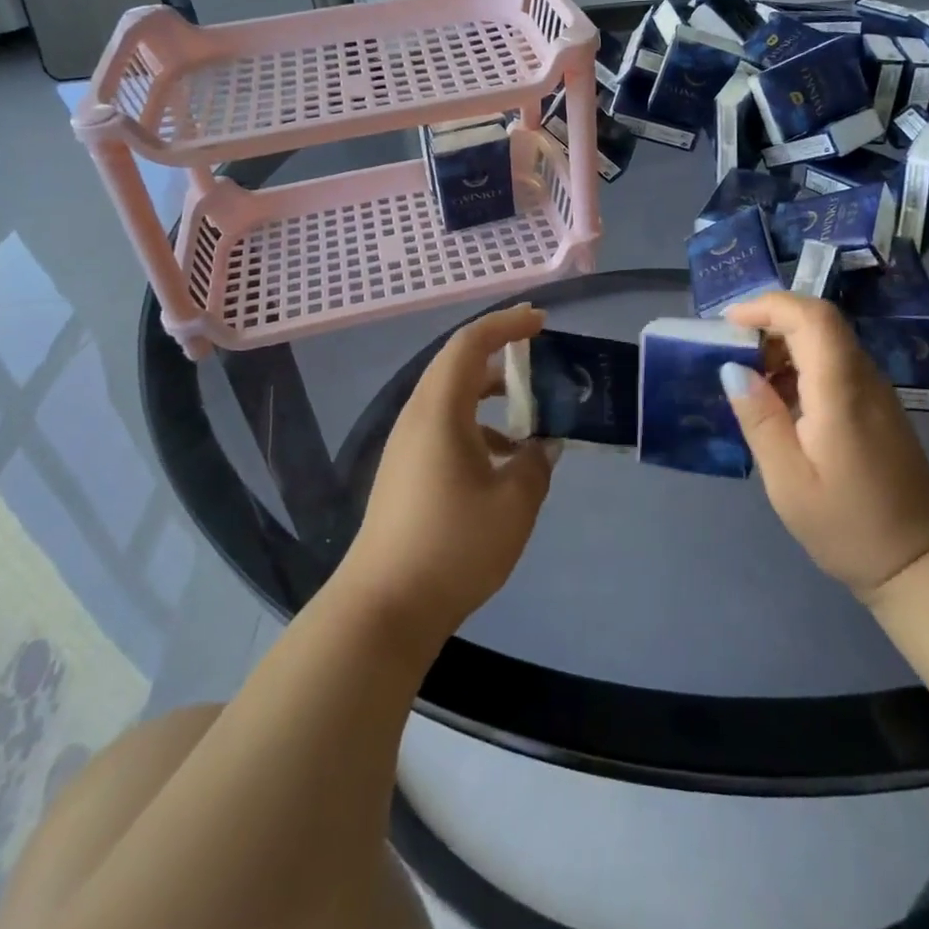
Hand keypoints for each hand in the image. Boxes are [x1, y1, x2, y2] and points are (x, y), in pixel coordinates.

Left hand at [336, 305, 556, 647]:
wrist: (386, 606)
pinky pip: (445, 425)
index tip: (541, 322)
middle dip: (499, 350)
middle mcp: (418, 417)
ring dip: (490, 391)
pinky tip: (505, 457)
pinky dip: (478, 424)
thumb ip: (536, 464)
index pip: (470, 343)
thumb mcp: (514, 503)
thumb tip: (542, 446)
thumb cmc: (453, 546)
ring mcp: (407, 444)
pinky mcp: (406, 470)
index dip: (506, 324)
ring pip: (451, 396)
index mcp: (439, 410)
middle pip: (457, 363)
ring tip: (531, 407)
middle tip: (539, 351)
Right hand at [723, 293, 928, 601]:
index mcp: (841, 392)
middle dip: (770, 322)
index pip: (813, 317)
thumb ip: (760, 419)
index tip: (730, 322)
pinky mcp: (876, 404)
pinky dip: (799, 365)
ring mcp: (875, 390)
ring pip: (826, 340)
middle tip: (731, 350)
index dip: (769, 306)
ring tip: (748, 379)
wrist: (919, 560)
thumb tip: (732, 368)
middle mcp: (863, 379)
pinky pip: (834, 363)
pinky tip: (778, 401)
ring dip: (783, 345)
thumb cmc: (847, 524)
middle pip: (819, 321)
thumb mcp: (788, 480)